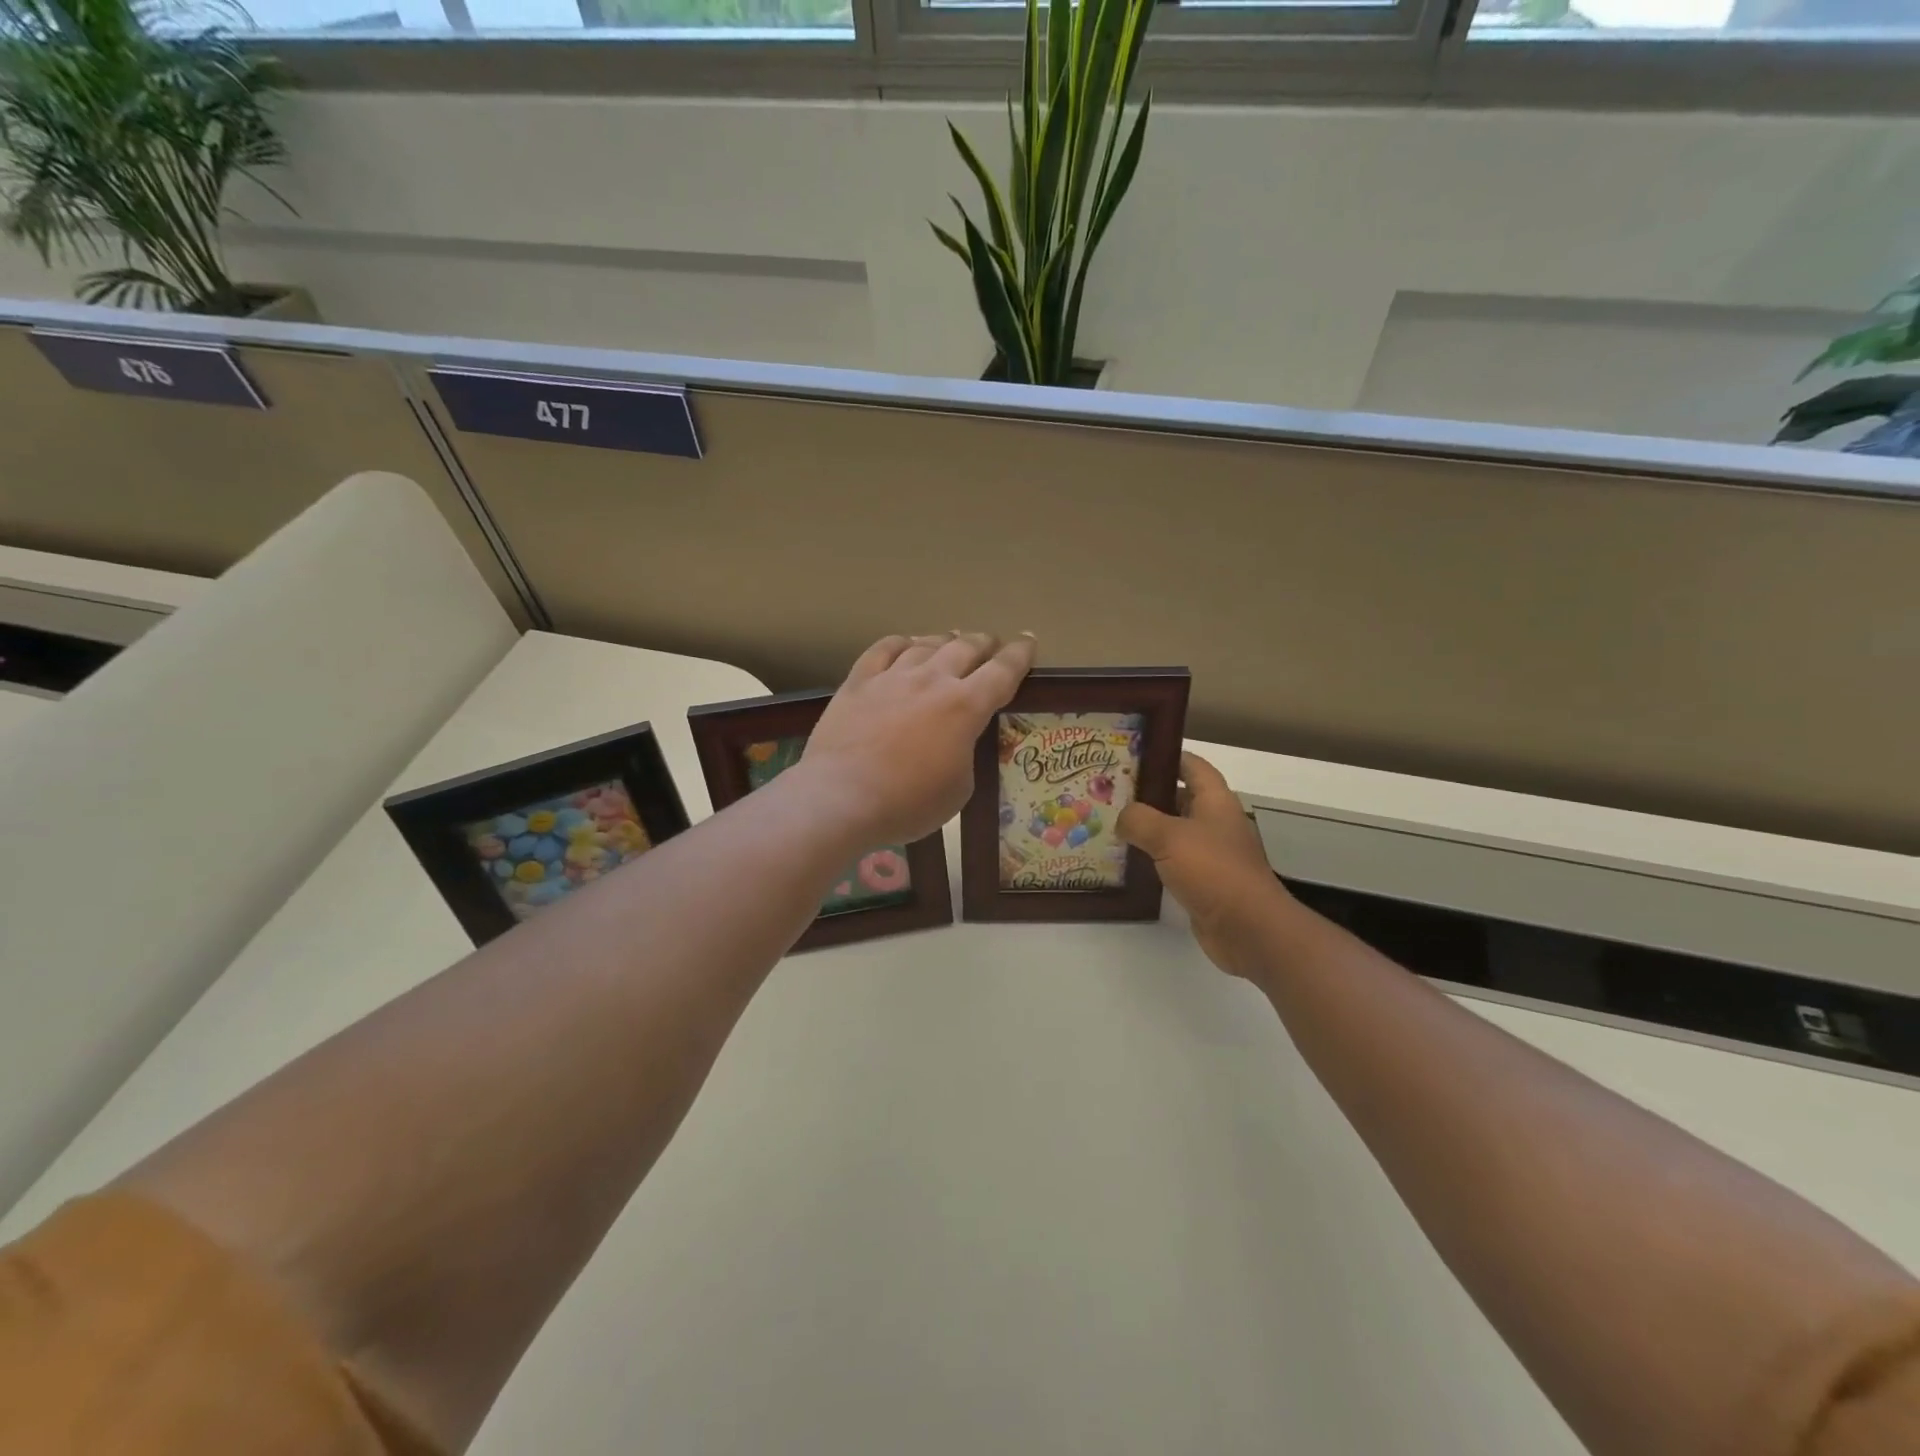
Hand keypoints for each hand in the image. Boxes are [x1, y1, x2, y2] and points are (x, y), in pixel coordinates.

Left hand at [800, 632, 1036, 845]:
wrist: (841, 797)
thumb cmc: (907, 803)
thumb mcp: (958, 789)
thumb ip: (964, 754)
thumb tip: (954, 742)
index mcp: (965, 707)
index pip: (1002, 672)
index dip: (1019, 655)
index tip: (1028, 643)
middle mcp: (932, 681)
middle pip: (965, 648)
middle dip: (983, 643)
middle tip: (990, 644)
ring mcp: (892, 677)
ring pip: (926, 644)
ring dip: (945, 640)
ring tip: (951, 640)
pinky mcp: (858, 682)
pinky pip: (882, 649)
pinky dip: (901, 642)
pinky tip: (905, 644)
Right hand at [1117, 752, 1292, 979]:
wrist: (1247, 928)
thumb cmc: (1213, 870)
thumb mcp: (1169, 836)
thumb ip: (1140, 820)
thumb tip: (1122, 817)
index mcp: (1215, 801)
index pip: (1192, 766)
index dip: (1167, 756)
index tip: (1133, 753)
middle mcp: (1215, 823)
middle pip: (1180, 798)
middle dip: (1148, 793)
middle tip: (1110, 791)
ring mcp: (1211, 854)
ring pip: (1174, 831)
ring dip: (1147, 828)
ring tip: (1111, 822)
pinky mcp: (1204, 882)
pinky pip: (1173, 862)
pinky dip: (1152, 858)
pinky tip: (1126, 859)